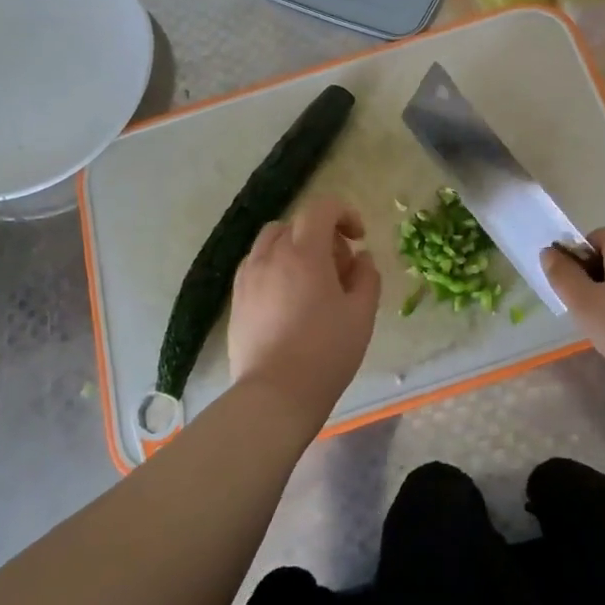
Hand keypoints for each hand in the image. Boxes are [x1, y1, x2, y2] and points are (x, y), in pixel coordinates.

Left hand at [228, 196, 380, 426]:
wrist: (275, 395)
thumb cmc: (326, 352)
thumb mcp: (362, 314)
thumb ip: (367, 277)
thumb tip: (361, 258)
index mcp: (304, 253)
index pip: (322, 208)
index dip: (345, 214)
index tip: (359, 238)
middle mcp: (271, 255)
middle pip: (296, 223)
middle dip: (323, 235)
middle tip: (340, 269)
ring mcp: (248, 276)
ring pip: (272, 242)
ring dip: (296, 248)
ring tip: (312, 282)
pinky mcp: (237, 299)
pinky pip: (256, 265)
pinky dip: (276, 267)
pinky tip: (288, 299)